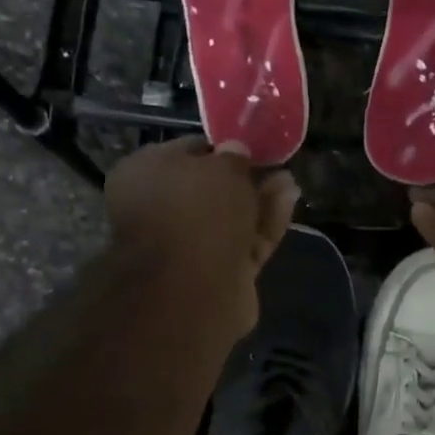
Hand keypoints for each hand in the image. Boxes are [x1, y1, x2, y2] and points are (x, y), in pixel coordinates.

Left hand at [105, 137, 298, 335]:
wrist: (193, 289)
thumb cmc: (196, 212)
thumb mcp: (221, 168)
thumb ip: (233, 158)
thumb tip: (235, 151)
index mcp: (144, 175)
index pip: (185, 152)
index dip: (219, 148)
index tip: (249, 145)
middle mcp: (162, 211)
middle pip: (210, 190)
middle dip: (244, 178)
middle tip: (274, 164)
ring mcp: (191, 248)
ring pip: (232, 218)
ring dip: (261, 200)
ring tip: (289, 181)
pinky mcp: (220, 274)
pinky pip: (247, 242)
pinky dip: (266, 224)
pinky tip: (289, 201)